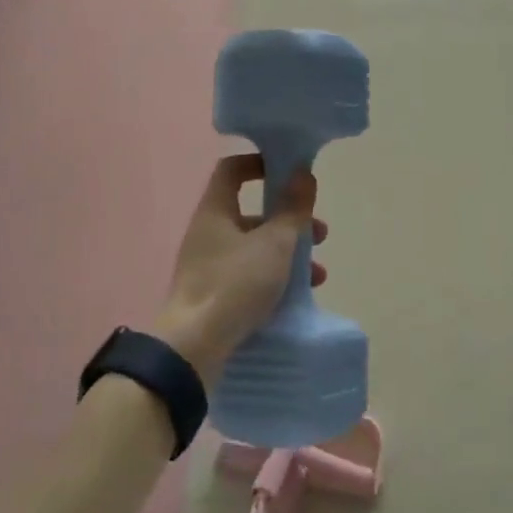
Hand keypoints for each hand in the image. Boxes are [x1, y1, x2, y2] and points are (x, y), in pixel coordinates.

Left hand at [153, 154, 324, 384]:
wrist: (193, 349)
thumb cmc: (235, 284)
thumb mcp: (274, 244)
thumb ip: (292, 208)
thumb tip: (302, 172)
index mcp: (216, 211)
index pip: (233, 170)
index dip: (261, 164)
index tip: (290, 173)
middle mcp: (209, 233)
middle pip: (253, 213)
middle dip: (291, 221)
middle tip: (320, 234)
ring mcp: (208, 265)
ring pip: (255, 248)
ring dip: (289, 254)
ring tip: (319, 275)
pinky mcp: (213, 295)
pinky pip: (249, 276)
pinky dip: (274, 279)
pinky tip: (298, 298)